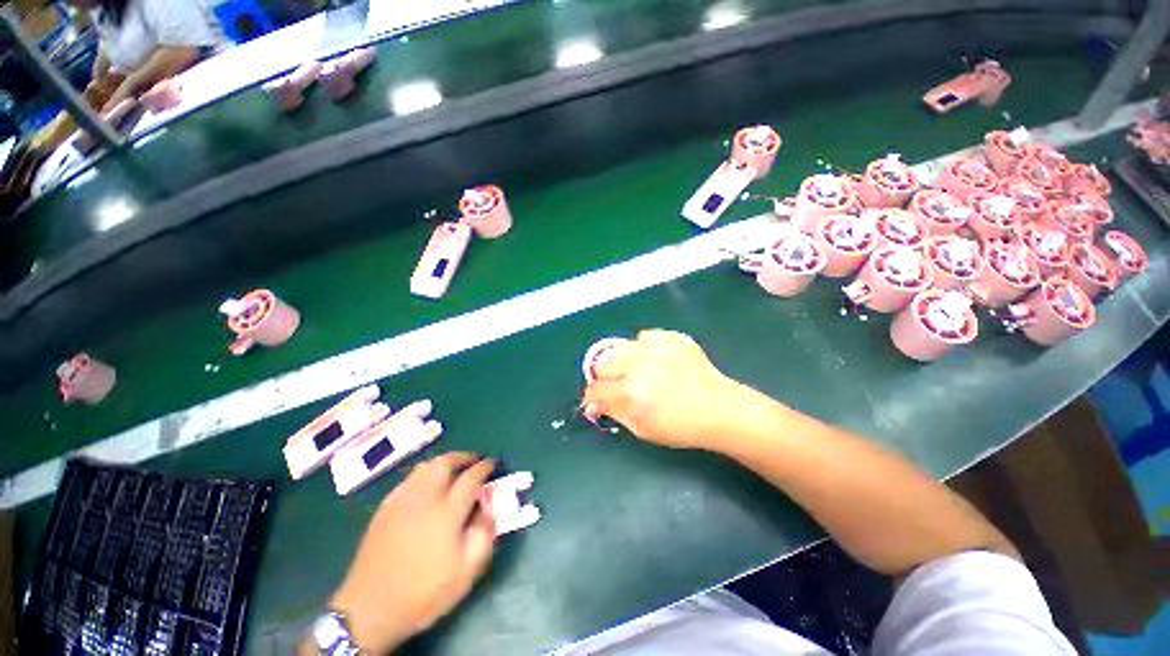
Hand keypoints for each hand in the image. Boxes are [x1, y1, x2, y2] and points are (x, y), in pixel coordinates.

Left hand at [328, 453, 496, 653]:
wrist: (370, 611)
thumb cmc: (423, 594)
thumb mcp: (466, 574)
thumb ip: (484, 536)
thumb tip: (489, 509)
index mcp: (446, 513)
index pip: (470, 477)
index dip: (484, 467)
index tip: (492, 463)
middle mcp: (424, 499)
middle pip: (445, 463)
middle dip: (463, 457)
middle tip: (474, 460)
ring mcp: (401, 502)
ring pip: (425, 467)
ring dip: (443, 463)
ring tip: (453, 470)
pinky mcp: (384, 509)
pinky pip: (408, 480)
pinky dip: (424, 475)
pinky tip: (427, 488)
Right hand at [583, 329, 742, 450]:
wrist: (720, 410)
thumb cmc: (681, 427)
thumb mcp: (643, 429)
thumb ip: (614, 413)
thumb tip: (592, 405)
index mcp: (630, 393)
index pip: (595, 390)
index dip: (593, 397)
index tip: (598, 400)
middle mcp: (638, 366)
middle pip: (602, 365)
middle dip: (605, 378)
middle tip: (618, 386)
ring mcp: (655, 348)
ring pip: (619, 347)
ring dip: (621, 361)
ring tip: (635, 371)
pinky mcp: (671, 338)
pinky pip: (644, 336)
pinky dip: (644, 347)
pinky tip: (655, 359)